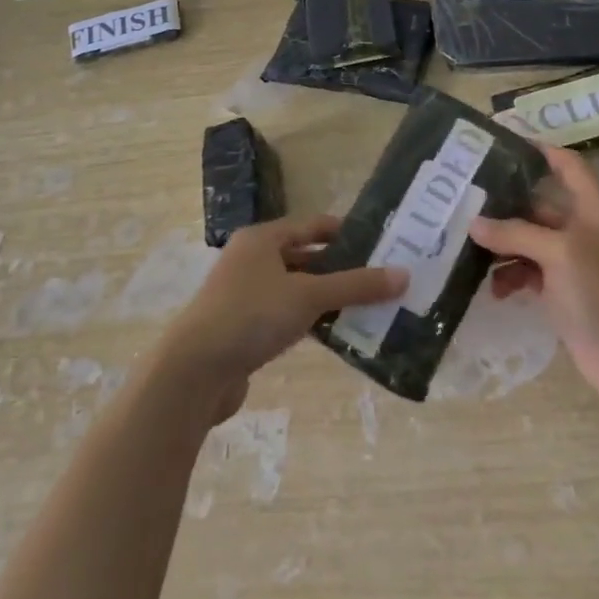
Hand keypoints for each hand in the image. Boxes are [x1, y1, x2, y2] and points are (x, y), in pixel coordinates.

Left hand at [162, 214, 407, 422]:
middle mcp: (252, 260)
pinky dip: (310, 321)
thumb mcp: (308, 296)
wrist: (193, 372)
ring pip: (297, 289)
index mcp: (262, 239)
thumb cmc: (250, 317)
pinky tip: (336, 333)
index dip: (345, 232)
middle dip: (341, 268)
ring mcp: (245, 295)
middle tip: (382, 278)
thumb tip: (404, 275)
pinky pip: (286, 316)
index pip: (312, 226)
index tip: (380, 243)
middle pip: (305, 257)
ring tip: (369, 307)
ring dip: (328, 297)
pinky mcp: (244, 328)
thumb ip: (356, 285)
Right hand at [470, 142, 598, 401]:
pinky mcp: (562, 294)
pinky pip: (528, 274)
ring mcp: (571, 264)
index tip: (505, 143)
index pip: (569, 166)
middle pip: (539, 205)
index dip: (543, 150)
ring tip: (469, 250)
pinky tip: (494, 289)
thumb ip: (516, 233)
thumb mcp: (559, 252)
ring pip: (528, 241)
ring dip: (502, 245)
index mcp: (591, 210)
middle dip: (505, 204)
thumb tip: (474, 223)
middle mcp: (581, 230)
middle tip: (463, 201)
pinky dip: (510, 277)